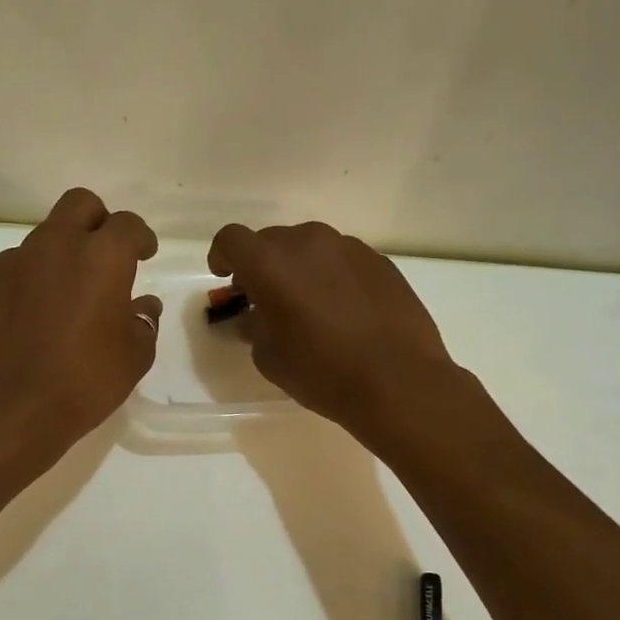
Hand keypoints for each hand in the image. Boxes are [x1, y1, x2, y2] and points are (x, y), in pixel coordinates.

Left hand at [0, 188, 161, 462]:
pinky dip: (32, 280)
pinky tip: (36, 316)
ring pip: (44, 236)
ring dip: (62, 252)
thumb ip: (143, 322)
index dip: (140, 237)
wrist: (9, 411)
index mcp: (101, 257)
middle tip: (106, 255)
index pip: (127, 224)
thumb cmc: (84, 382)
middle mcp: (56, 246)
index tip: (144, 255)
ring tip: (68, 294)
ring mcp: (14, 263)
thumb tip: (142, 307)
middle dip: (98, 221)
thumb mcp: (134, 358)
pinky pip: (16, 269)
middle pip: (80, 204)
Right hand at [209, 220, 465, 445]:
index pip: (231, 239)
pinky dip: (332, 276)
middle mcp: (307, 242)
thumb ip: (254, 327)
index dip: (222, 255)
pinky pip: (342, 260)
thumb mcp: (269, 357)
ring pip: (310, 247)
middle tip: (265, 299)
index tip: (226, 278)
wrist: (398, 381)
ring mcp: (348, 247)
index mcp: (270, 263)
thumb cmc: (321, 371)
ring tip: (308, 305)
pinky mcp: (379, 261)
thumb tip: (257, 317)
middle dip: (261, 265)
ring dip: (299, 268)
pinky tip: (344, 310)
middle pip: (271, 241)